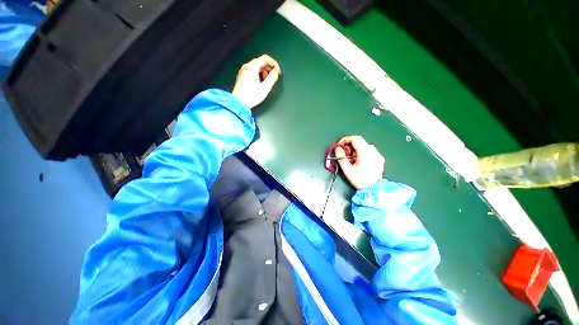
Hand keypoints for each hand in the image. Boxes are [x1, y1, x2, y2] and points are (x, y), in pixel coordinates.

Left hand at [232, 54, 280, 108]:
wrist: (239, 102)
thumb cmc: (251, 96)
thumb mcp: (265, 87)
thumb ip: (272, 77)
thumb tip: (276, 72)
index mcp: (252, 67)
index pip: (265, 58)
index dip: (274, 63)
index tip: (278, 71)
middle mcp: (247, 66)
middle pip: (261, 61)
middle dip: (269, 68)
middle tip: (274, 77)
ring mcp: (243, 70)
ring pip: (256, 66)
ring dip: (264, 71)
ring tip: (267, 81)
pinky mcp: (242, 76)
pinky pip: (252, 70)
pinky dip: (259, 73)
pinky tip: (260, 82)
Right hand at [335, 135, 384, 189]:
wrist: (374, 189)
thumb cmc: (360, 180)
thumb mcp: (347, 170)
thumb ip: (341, 157)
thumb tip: (337, 148)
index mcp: (365, 152)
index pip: (355, 138)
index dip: (345, 140)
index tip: (339, 146)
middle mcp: (373, 151)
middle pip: (359, 142)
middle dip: (349, 146)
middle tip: (344, 155)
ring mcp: (377, 154)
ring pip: (363, 146)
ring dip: (355, 150)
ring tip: (351, 160)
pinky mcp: (379, 158)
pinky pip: (368, 151)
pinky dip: (361, 153)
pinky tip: (359, 161)